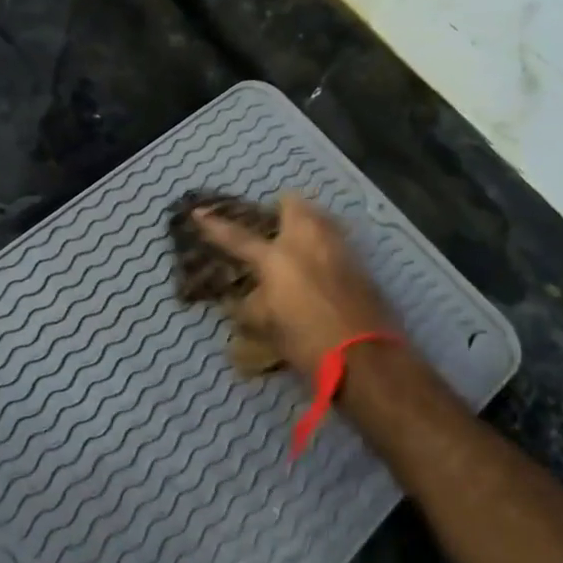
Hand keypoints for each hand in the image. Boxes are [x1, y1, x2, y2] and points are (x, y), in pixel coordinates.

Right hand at [194, 193, 396, 376]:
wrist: (364, 357)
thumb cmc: (306, 341)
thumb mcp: (267, 326)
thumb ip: (251, 306)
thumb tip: (241, 299)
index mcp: (276, 258)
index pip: (237, 238)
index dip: (215, 226)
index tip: (199, 212)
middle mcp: (308, 242)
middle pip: (294, 205)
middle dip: (282, 207)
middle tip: (272, 223)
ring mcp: (338, 248)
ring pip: (321, 218)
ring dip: (307, 222)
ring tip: (298, 241)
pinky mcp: (360, 263)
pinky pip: (337, 240)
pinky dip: (326, 245)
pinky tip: (322, 265)